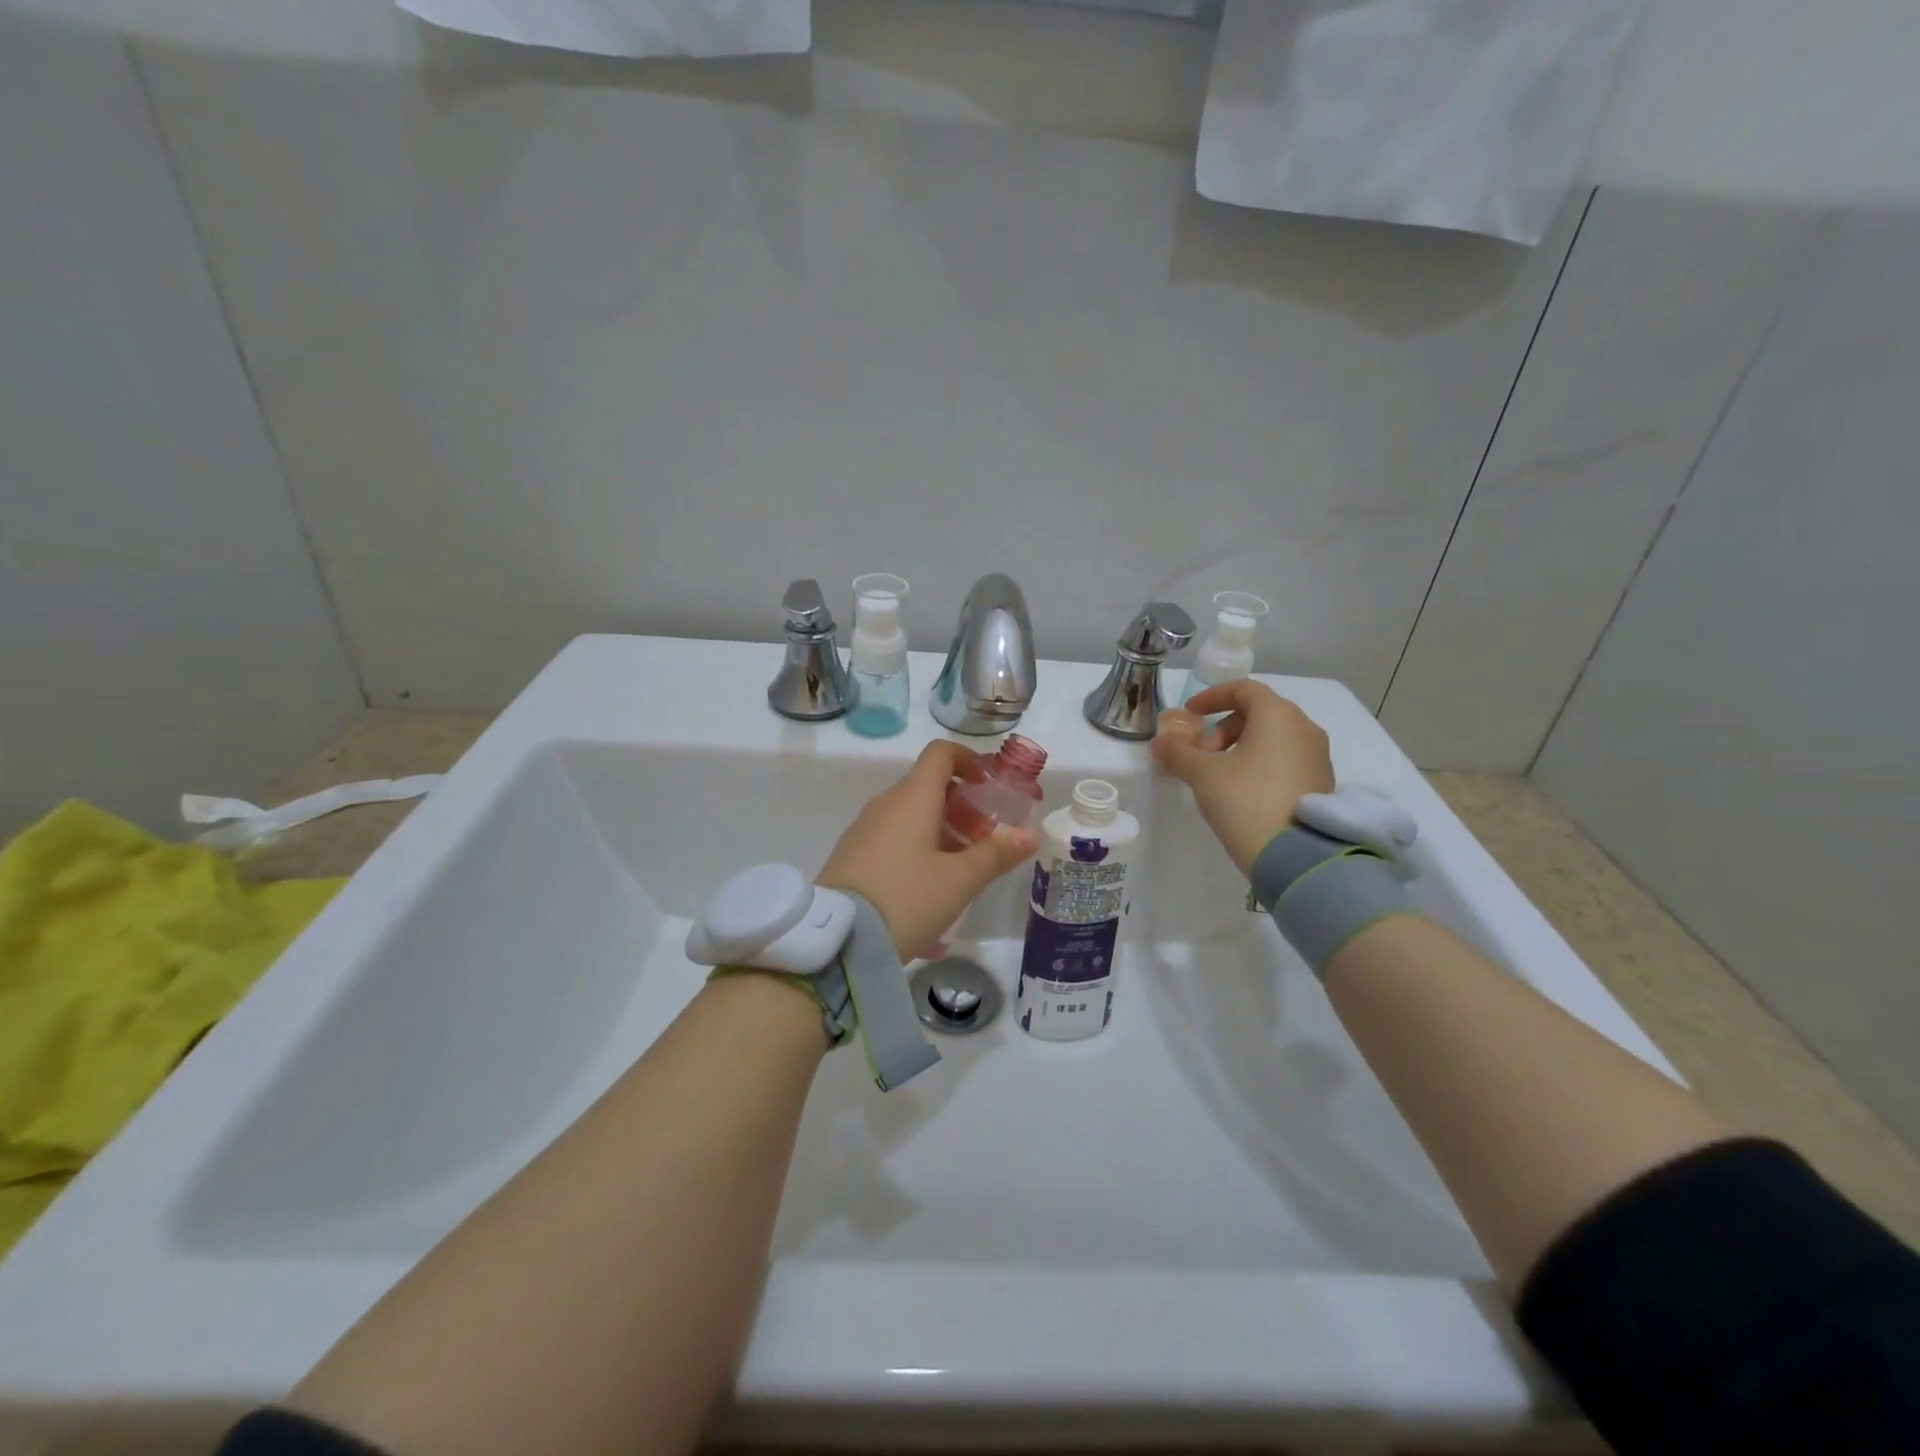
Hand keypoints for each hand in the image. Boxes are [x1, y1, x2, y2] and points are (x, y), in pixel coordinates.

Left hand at [818, 741, 1040, 958]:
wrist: (838, 939)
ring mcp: (864, 829)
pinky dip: (919, 847)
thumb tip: (1030, 834)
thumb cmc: (907, 899)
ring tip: (962, 870)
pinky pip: (894, 837)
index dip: (969, 760)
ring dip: (943, 830)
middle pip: (929, 786)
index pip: (940, 754)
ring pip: (911, 814)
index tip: (989, 786)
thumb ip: (996, 854)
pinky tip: (931, 890)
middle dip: (963, 806)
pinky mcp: (852, 854)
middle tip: (984, 840)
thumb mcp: (959, 881)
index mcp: (912, 798)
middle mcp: (886, 804)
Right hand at [1151, 680, 1333, 876]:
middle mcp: (1304, 728)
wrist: (1295, 857)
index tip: (1190, 715)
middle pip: (1258, 714)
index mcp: (1279, 716)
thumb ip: (1178, 753)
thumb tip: (1159, 743)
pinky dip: (1259, 764)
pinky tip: (1241, 792)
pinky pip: (1285, 760)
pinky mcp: (1320, 783)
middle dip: (1222, 729)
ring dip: (1239, 748)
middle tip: (1201, 756)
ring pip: (1272, 738)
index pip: (1244, 689)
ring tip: (1217, 777)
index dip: (1212, 697)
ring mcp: (1317, 757)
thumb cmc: (1245, 800)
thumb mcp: (1203, 774)